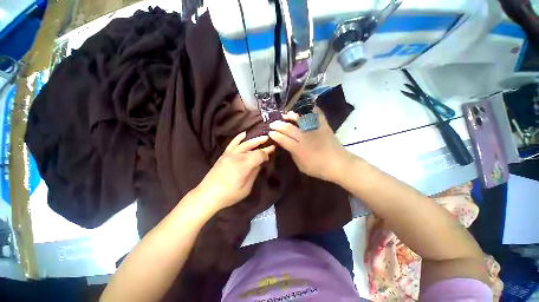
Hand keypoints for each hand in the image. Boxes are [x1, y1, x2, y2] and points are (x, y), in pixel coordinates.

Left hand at [195, 132, 274, 211]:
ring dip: (254, 140)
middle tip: (271, 144)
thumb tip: (259, 164)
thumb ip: (254, 174)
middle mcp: (236, 157)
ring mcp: (229, 154)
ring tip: (263, 138)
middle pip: (252, 147)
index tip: (269, 157)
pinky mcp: (224, 155)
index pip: (259, 155)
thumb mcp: (246, 188)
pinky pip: (232, 143)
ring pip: (244, 144)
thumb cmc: (229, 195)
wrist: (207, 195)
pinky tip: (244, 134)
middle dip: (263, 145)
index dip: (266, 154)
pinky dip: (239, 138)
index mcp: (243, 166)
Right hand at [268, 108, 352, 182]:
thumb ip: (293, 154)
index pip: (283, 139)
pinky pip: (317, 115)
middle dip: (278, 125)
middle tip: (273, 123)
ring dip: (291, 116)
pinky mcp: (323, 126)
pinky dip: (311, 110)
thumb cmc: (318, 168)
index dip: (275, 135)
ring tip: (285, 115)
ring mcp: (315, 130)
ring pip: (300, 119)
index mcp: (299, 149)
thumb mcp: (301, 166)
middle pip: (289, 128)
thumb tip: (288, 146)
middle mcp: (305, 138)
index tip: (270, 132)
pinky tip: (305, 108)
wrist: (339, 164)